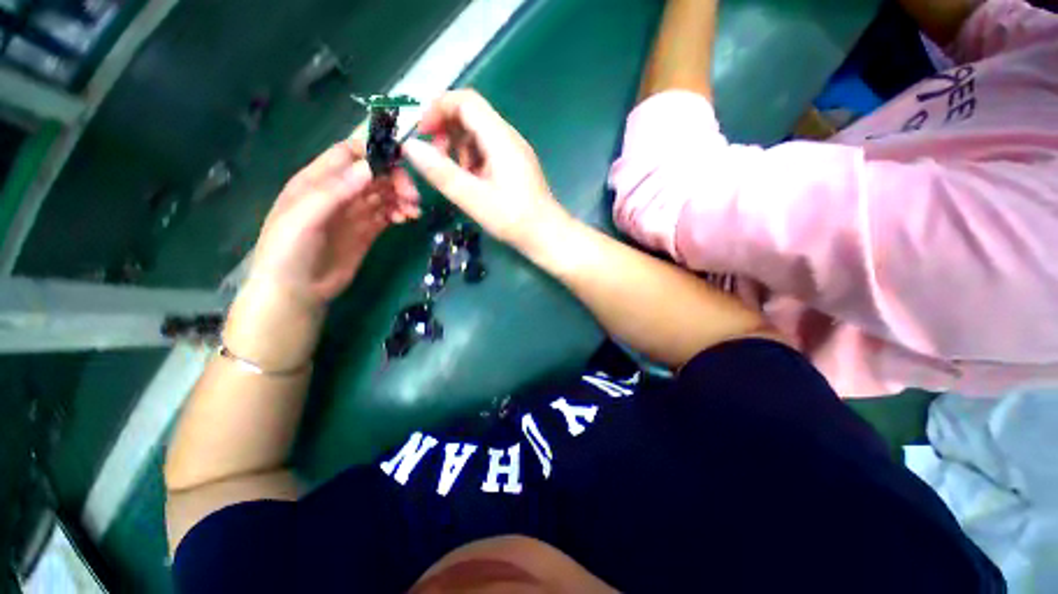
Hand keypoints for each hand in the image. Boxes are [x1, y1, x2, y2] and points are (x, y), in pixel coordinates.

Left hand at [249, 139, 419, 311]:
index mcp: (317, 181)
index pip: (348, 155)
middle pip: (373, 174)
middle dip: (395, 179)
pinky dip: (399, 212)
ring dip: (401, 197)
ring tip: (413, 211)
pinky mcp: (366, 232)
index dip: (373, 153)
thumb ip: (334, 191)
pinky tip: (407, 218)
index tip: (400, 162)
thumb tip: (369, 167)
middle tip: (413, 196)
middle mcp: (338, 193)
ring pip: (383, 195)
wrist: (296, 292)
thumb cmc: (288, 252)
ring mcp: (353, 213)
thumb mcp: (304, 218)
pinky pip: (386, 215)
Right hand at [402, 90, 572, 251]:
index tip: (421, 132)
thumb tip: (410, 146)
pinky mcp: (515, 166)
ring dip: (458, 148)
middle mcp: (509, 138)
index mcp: (501, 139)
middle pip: (472, 116)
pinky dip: (472, 161)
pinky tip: (471, 183)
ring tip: (453, 176)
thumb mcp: (473, 198)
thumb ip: (442, 173)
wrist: (547, 236)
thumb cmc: (514, 220)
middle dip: (446, 131)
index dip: (438, 109)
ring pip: (478, 135)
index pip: (466, 101)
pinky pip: (488, 152)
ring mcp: (514, 152)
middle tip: (435, 159)